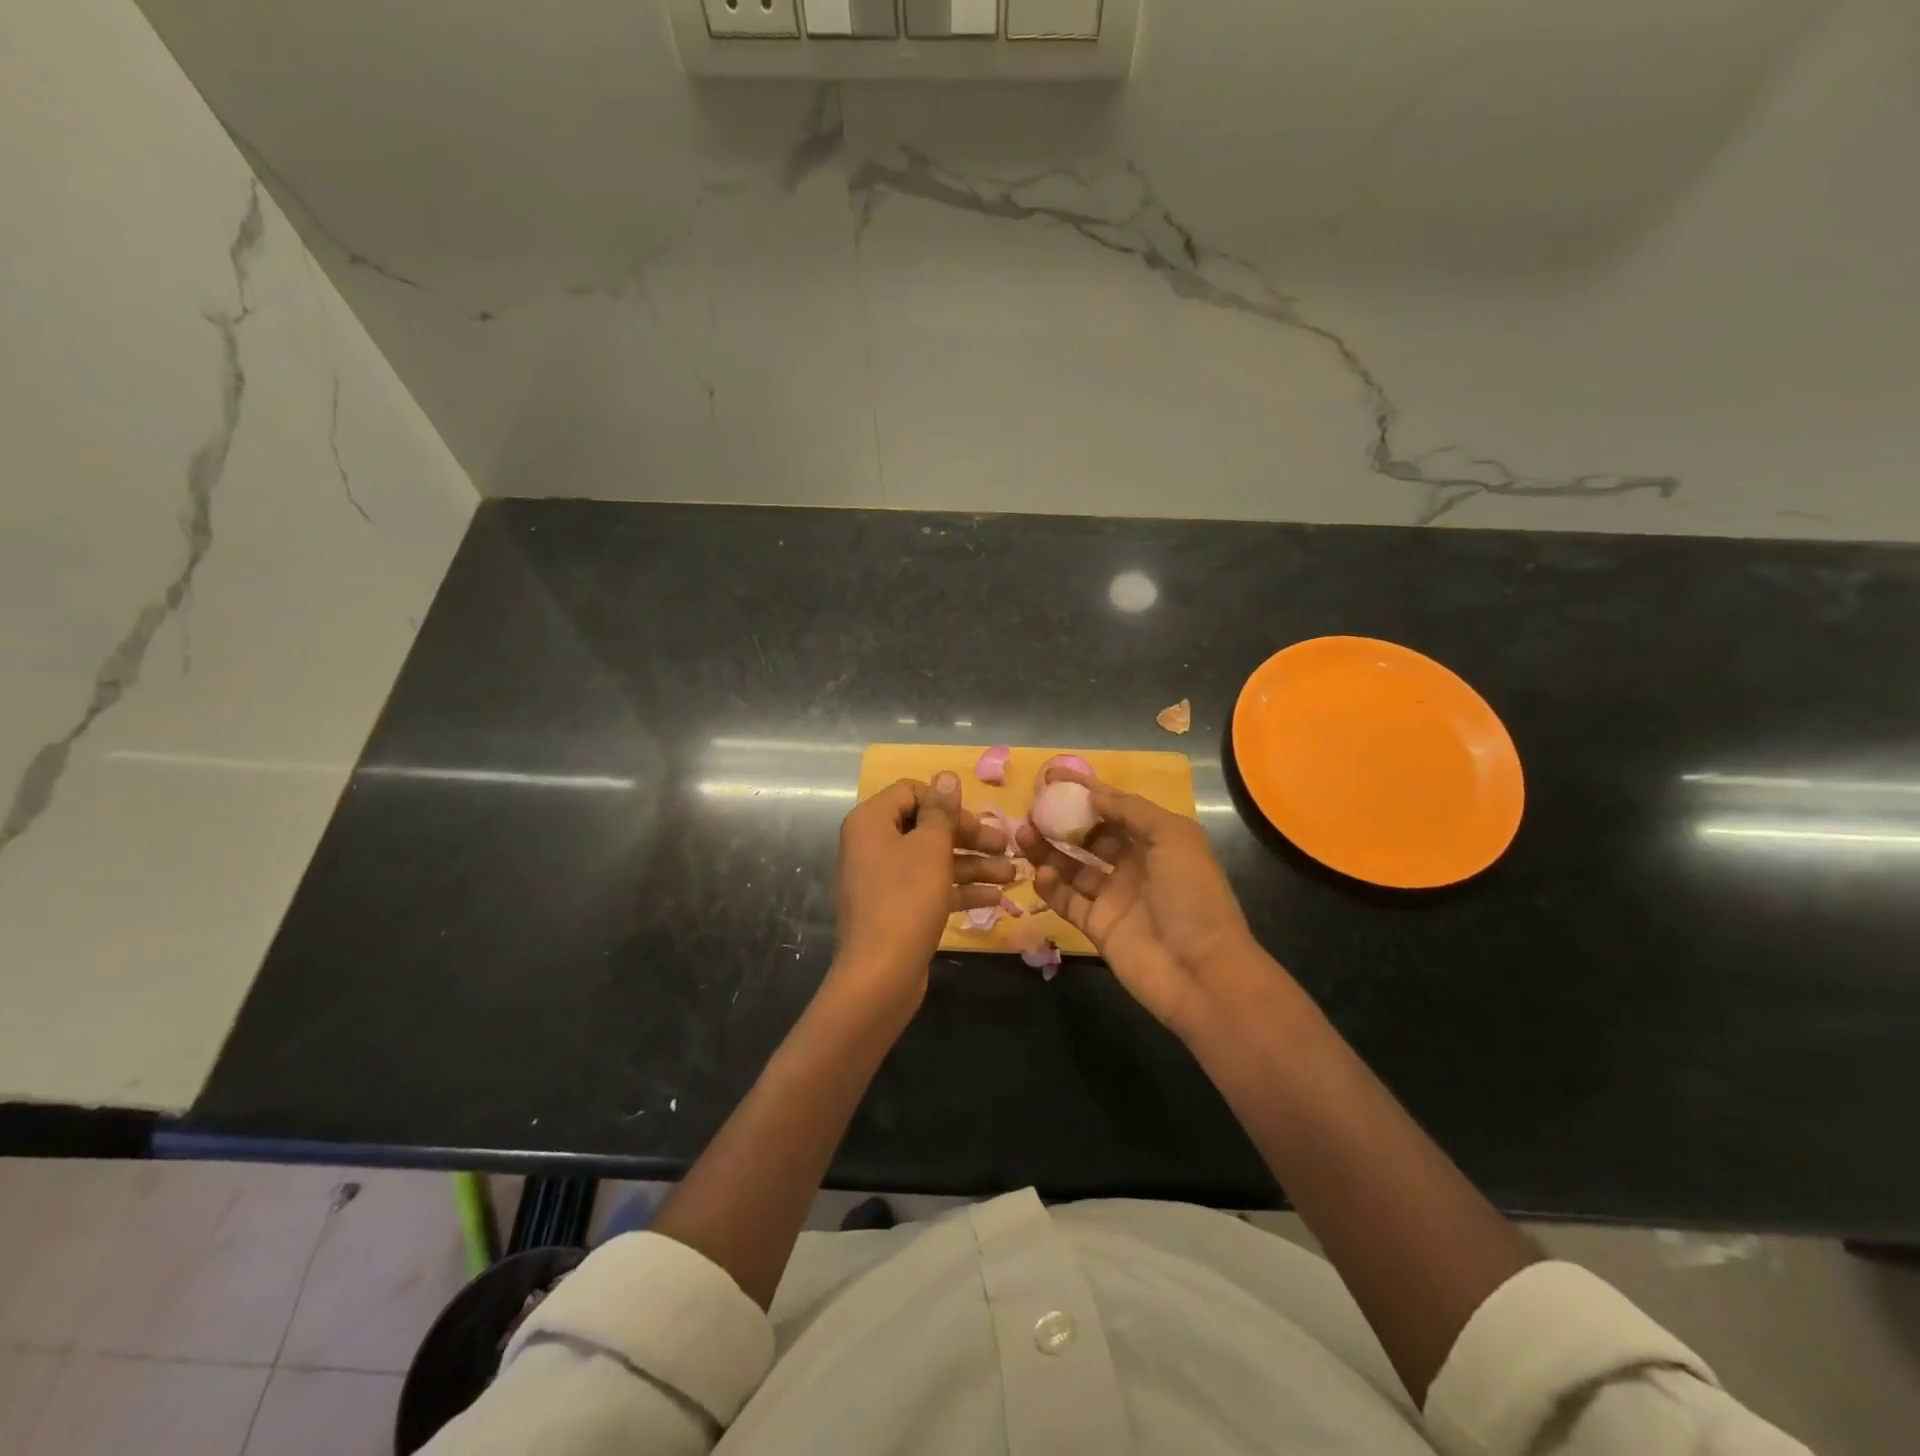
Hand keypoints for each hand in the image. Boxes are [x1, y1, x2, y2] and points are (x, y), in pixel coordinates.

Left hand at [830, 772, 1012, 1021]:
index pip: (911, 791)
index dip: (946, 802)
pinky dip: (959, 889)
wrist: (880, 975)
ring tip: (1014, 875)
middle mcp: (873, 845)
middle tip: (1006, 846)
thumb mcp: (931, 848)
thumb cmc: (906, 900)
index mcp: (871, 822)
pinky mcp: (897, 908)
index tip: (975, 818)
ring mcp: (884, 879)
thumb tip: (946, 775)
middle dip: (969, 836)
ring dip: (973, 863)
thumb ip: (941, 810)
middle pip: (927, 827)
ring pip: (933, 859)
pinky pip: (930, 887)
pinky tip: (996, 897)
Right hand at [1018, 770, 1264, 1034]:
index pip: (1115, 807)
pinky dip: (1052, 887)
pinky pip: (1068, 901)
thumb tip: (1093, 793)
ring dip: (1048, 850)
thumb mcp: (1173, 838)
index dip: (1086, 791)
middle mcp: (1134, 865)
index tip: (1051, 777)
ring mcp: (1114, 897)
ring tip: (1023, 835)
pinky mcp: (1098, 927)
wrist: (1201, 972)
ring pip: (1073, 866)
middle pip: (1090, 836)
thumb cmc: (1192, 896)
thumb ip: (1132, 810)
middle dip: (1062, 821)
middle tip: (1030, 810)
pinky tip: (1040, 875)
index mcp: (1157, 841)